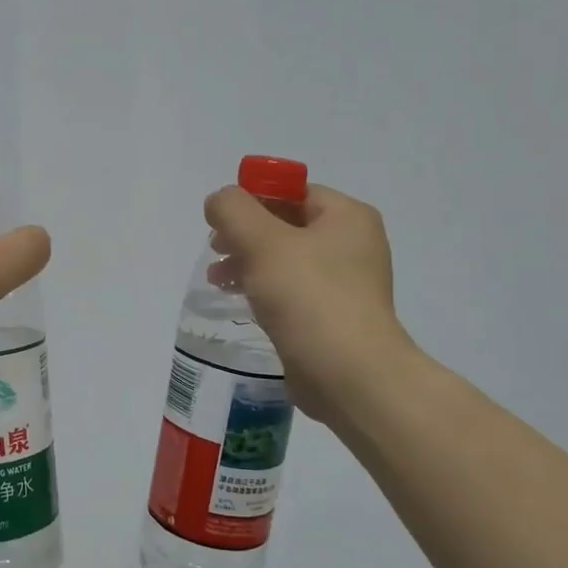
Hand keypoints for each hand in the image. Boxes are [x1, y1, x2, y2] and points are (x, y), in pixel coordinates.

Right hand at [204, 183, 414, 422]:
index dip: (252, 199)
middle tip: (215, 250)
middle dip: (244, 234)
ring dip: (248, 263)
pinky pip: (292, 291)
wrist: (350, 376)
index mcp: (347, 217)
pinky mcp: (333, 317)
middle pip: (286, 224)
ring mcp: (346, 284)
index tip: (220, 221)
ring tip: (217, 280)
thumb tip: (220, 201)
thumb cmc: (309, 298)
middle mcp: (353, 244)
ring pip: (285, 260)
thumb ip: (233, 210)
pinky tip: (241, 302)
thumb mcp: (262, 241)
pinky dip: (264, 290)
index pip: (292, 191)